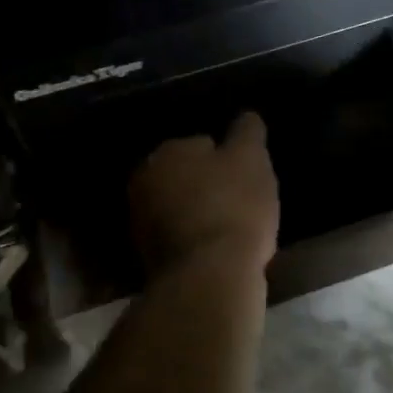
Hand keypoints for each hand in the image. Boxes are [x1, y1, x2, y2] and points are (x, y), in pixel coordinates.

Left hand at [130, 112, 280, 277]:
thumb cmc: (233, 207)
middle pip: (186, 176)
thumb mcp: (252, 160)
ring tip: (232, 228)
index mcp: (166, 152)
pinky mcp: (147, 257)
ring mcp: (141, 221)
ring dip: (199, 213)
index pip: (201, 144)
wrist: (209, 276)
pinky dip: (194, 240)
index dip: (228, 159)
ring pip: (180, 207)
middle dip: (208, 185)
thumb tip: (246, 116)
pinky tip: (217, 250)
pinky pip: (178, 238)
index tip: (246, 177)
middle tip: (240, 202)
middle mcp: (144, 181)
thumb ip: (247, 133)